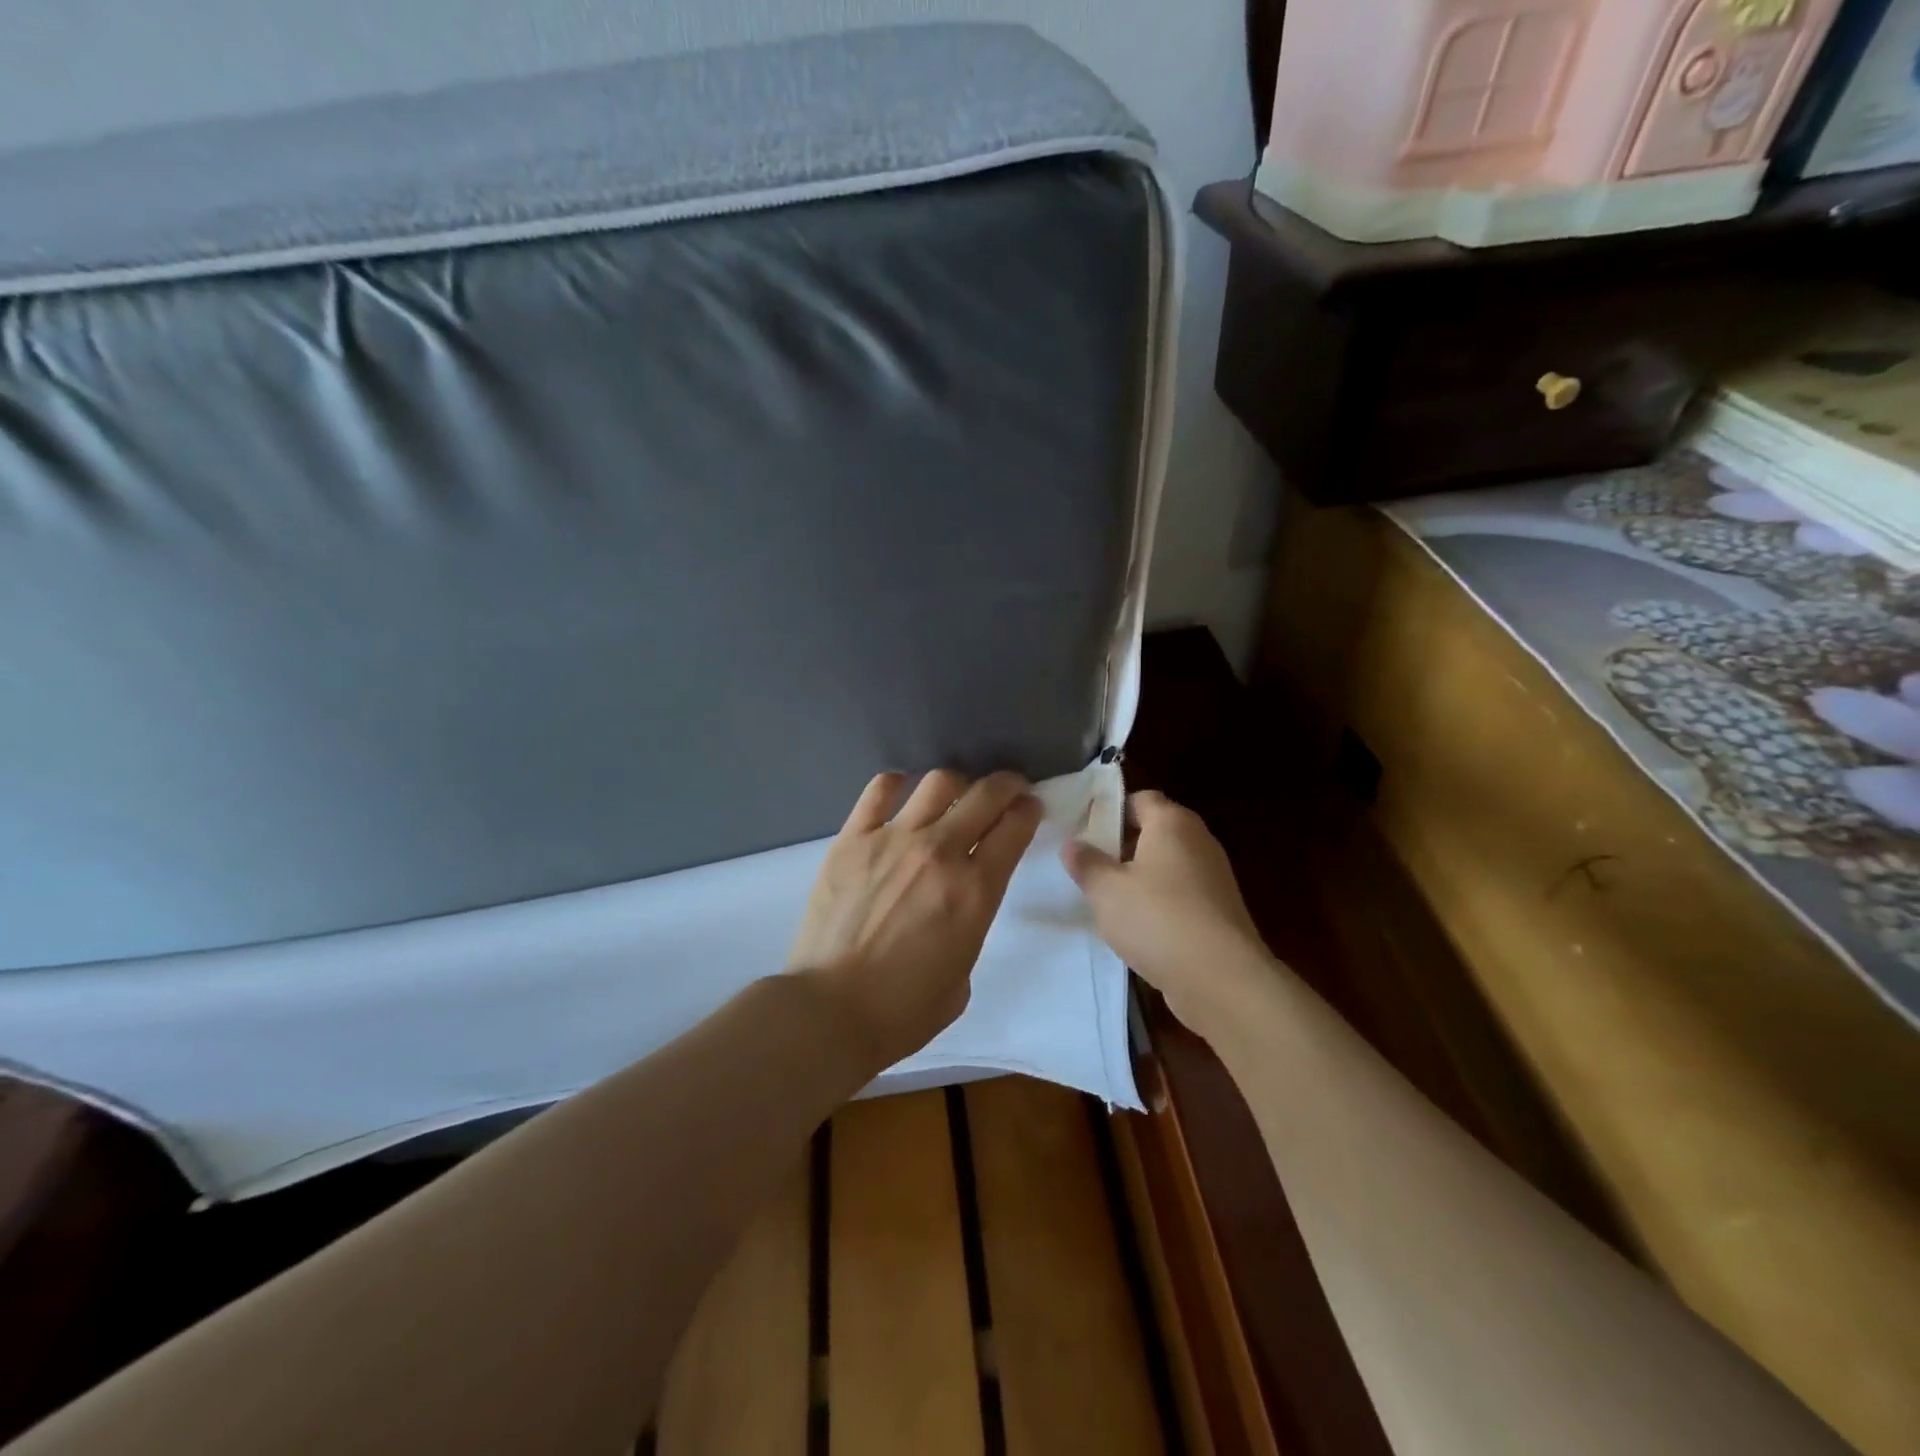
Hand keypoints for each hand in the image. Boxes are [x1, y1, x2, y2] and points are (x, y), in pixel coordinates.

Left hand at [788, 769, 1042, 1069]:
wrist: (830, 1011)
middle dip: (1005, 785)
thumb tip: (956, 905)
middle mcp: (940, 852)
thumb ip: (968, 927)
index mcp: (976, 890)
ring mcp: (893, 839)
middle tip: (1007, 790)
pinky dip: (897, 784)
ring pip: (937, 783)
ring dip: (957, 783)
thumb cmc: (903, 1010)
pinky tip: (902, 792)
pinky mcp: (851, 839)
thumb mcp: (962, 976)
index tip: (1030, 808)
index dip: (1029, 811)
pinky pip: (879, 791)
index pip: (1015, 828)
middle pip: (985, 794)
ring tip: (955, 794)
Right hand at [1061, 790, 1271, 1030]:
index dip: (1110, 810)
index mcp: (1172, 822)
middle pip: (1155, 831)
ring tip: (1108, 900)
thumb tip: (1072, 844)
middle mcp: (1199, 840)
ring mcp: (1214, 876)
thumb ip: (1086, 863)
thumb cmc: (1158, 919)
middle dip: (1122, 846)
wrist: (1222, 979)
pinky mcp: (1220, 910)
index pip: (1140, 798)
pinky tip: (1139, 927)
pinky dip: (1161, 903)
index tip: (1083, 832)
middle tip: (1089, 866)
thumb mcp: (1106, 891)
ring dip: (1140, 878)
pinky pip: (1182, 894)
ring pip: (1168, 865)